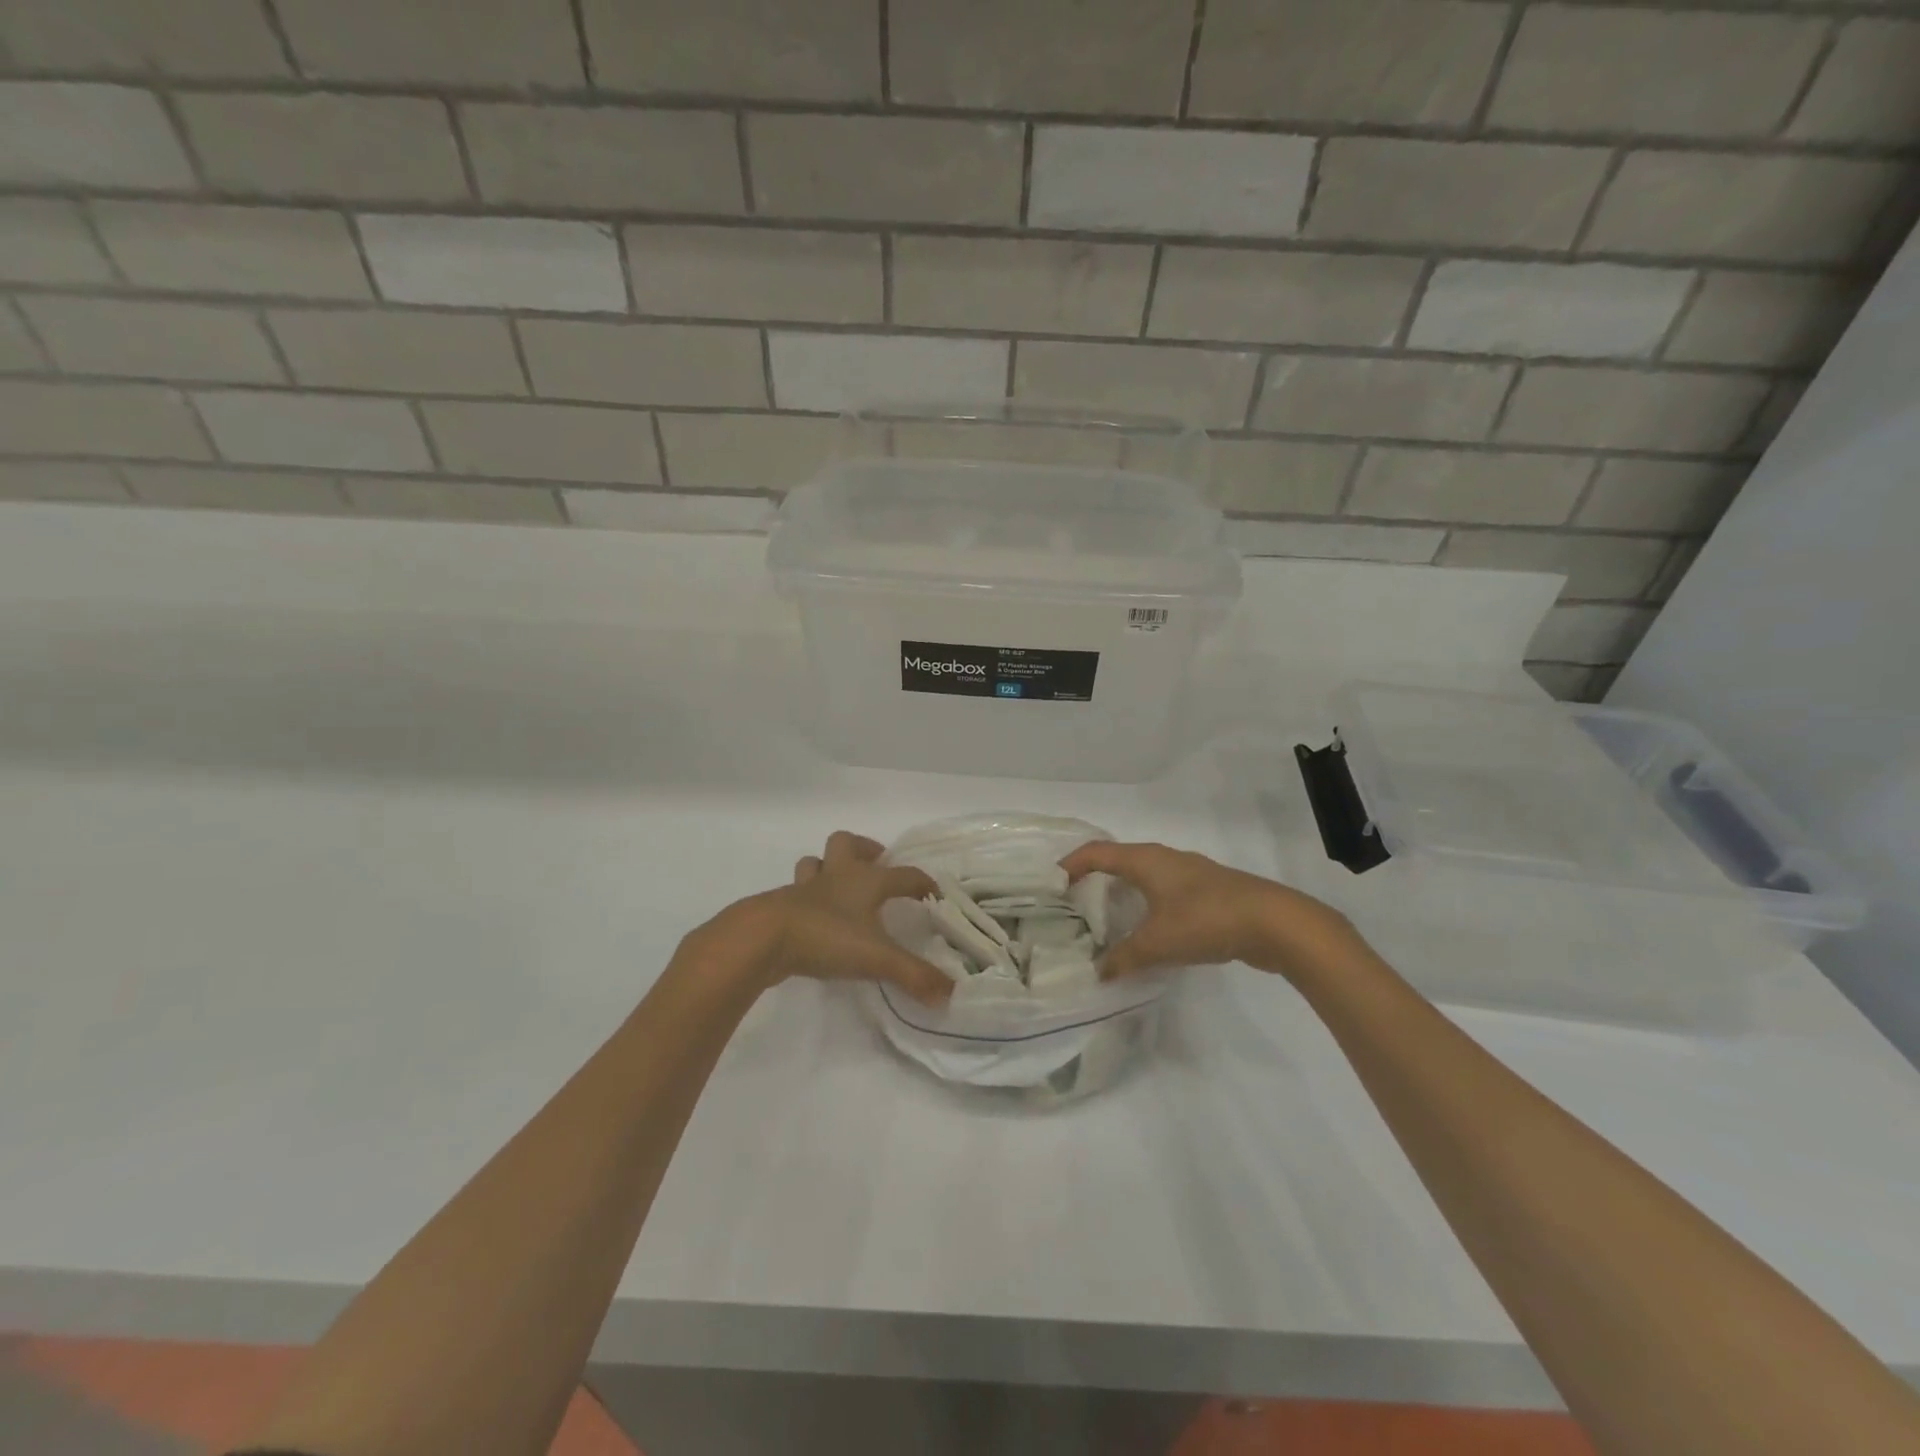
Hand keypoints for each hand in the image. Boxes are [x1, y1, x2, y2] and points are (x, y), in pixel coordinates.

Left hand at [711, 831, 951, 1005]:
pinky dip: (806, 899)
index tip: (933, 893)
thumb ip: (914, 976)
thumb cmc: (826, 937)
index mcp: (865, 881)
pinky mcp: (780, 906)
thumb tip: (949, 994)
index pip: (903, 874)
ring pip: (815, 863)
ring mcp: (804, 889)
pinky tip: (812, 917)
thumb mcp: (877, 959)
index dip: (921, 882)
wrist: (762, 939)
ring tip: (839, 885)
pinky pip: (795, 892)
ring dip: (828, 868)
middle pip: (847, 844)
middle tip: (877, 865)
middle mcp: (836, 876)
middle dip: (864, 849)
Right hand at [1060, 841, 1355, 980]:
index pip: (1097, 852)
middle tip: (1073, 901)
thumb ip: (1124, 958)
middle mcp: (1165, 859)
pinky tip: (1149, 931)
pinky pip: (1165, 892)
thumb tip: (1098, 973)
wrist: (1275, 923)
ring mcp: (1190, 874)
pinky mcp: (1209, 892)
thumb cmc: (1207, 920)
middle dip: (1094, 877)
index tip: (1051, 881)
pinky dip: (1147, 906)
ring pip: (1145, 877)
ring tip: (1106, 917)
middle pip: (1119, 860)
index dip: (1071, 863)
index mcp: (1146, 860)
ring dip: (1123, 892)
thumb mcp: (1158, 943)